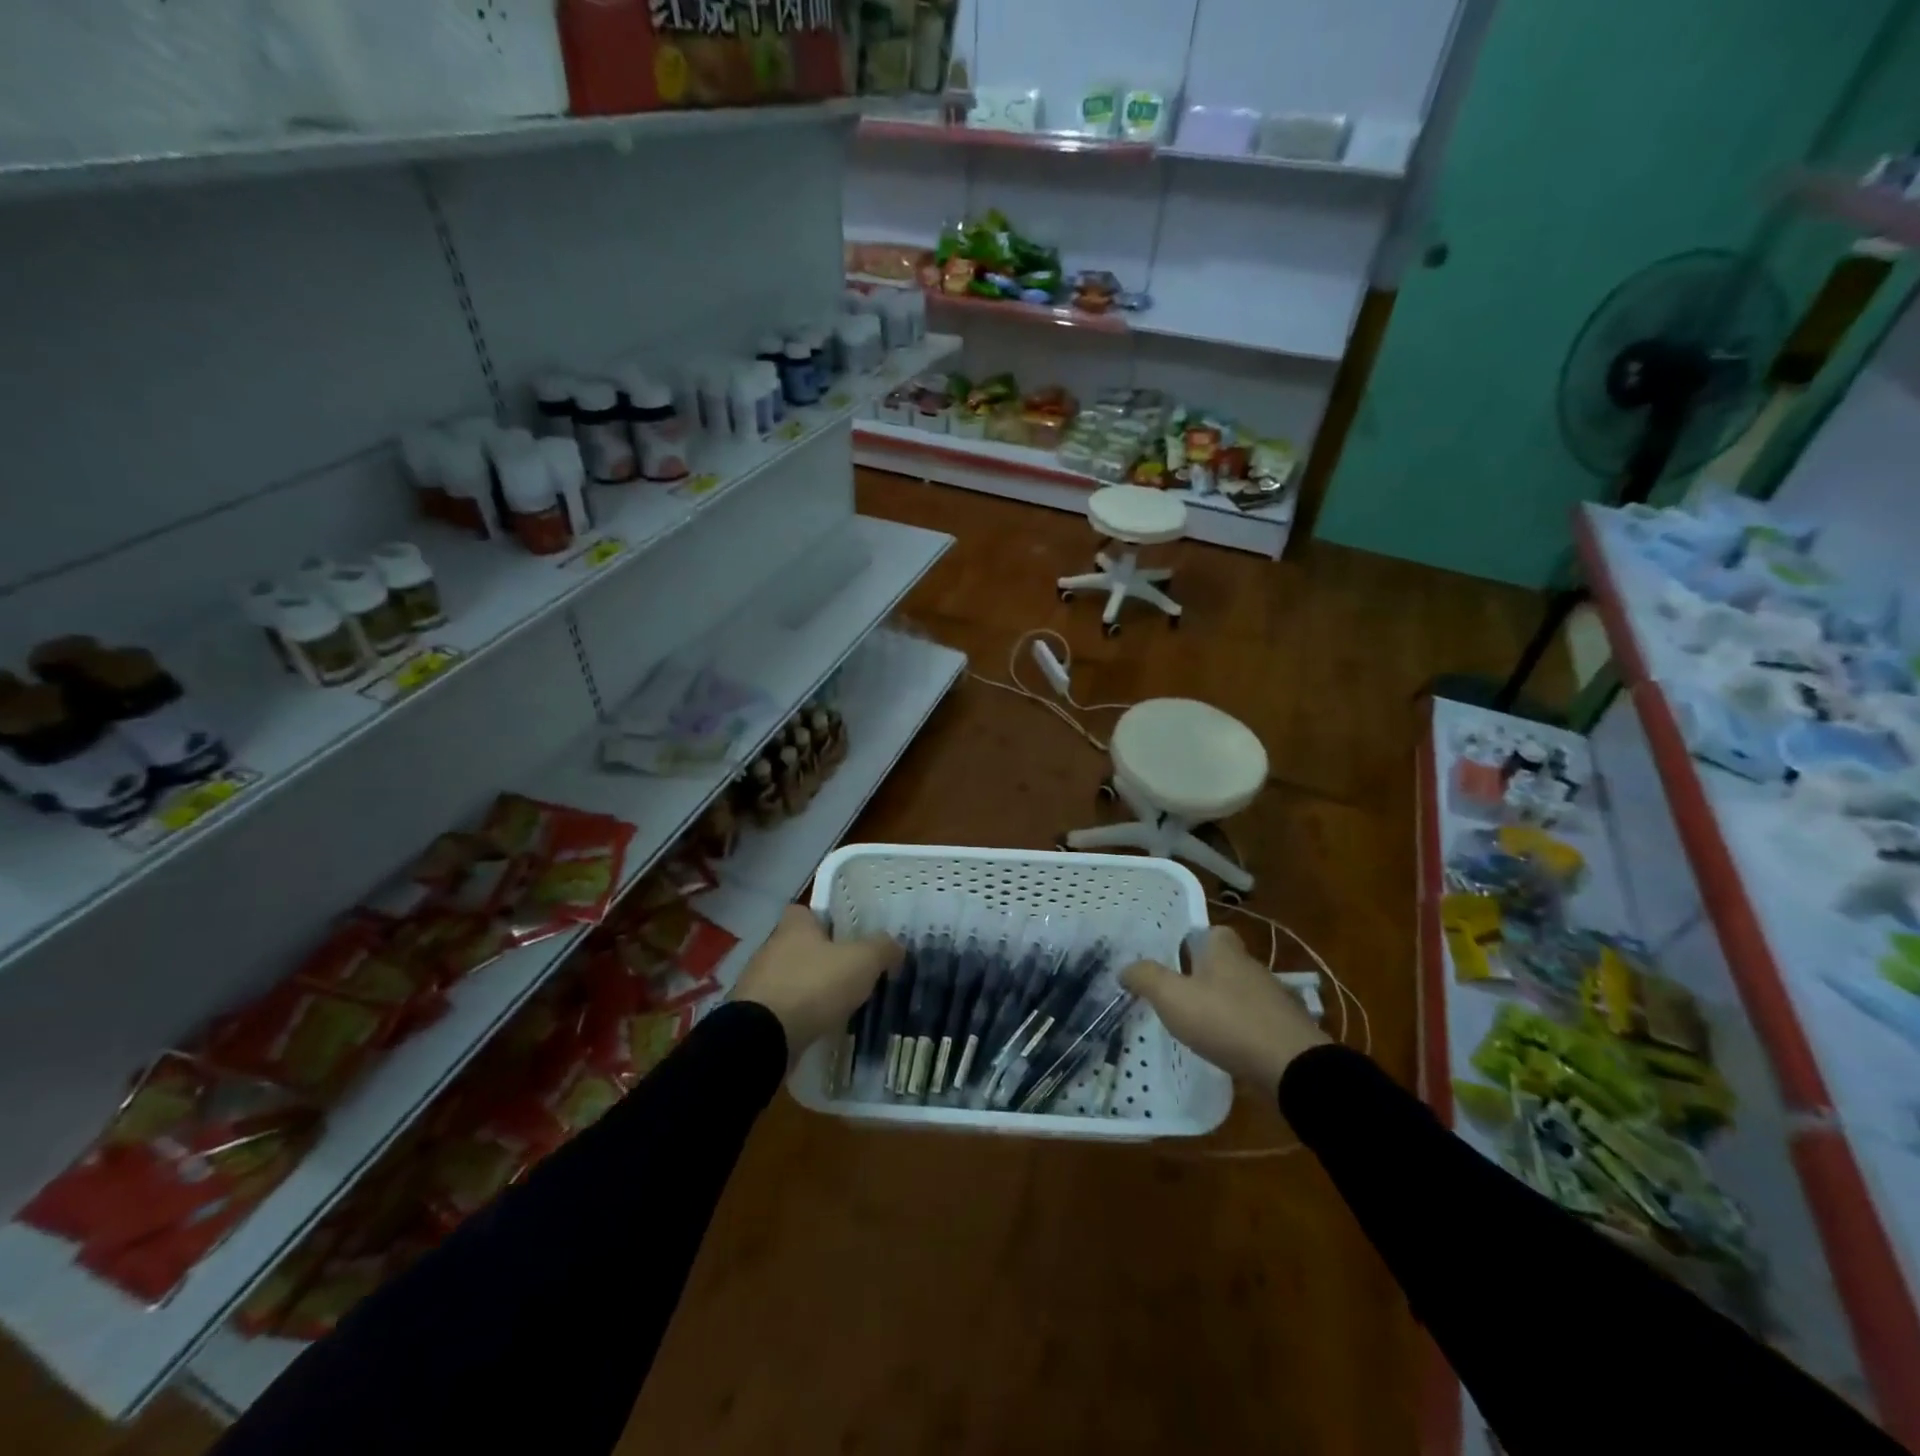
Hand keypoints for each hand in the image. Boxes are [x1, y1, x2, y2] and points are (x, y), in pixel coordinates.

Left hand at [731, 906, 900, 1061]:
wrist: (764, 1037)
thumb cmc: (814, 985)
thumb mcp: (862, 961)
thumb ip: (882, 948)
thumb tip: (897, 946)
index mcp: (794, 926)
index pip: (806, 911)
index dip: (826, 920)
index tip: (847, 935)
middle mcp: (771, 947)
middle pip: (799, 945)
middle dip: (822, 957)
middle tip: (851, 972)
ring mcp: (758, 982)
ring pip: (790, 977)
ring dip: (809, 988)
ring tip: (838, 1004)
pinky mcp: (752, 1015)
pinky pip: (782, 1008)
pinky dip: (798, 1014)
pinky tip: (817, 1026)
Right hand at [1120, 927, 1328, 1088]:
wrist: (1292, 1067)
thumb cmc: (1226, 1020)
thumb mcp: (1173, 997)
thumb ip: (1146, 978)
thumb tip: (1125, 967)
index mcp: (1225, 951)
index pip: (1211, 931)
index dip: (1192, 940)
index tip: (1173, 957)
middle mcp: (1251, 966)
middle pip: (1224, 961)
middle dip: (1202, 973)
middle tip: (1176, 991)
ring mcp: (1271, 998)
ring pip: (1238, 991)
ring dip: (1220, 1003)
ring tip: (1195, 1022)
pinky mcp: (1283, 1029)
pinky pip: (1253, 1020)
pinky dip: (1238, 1028)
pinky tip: (1223, 1045)